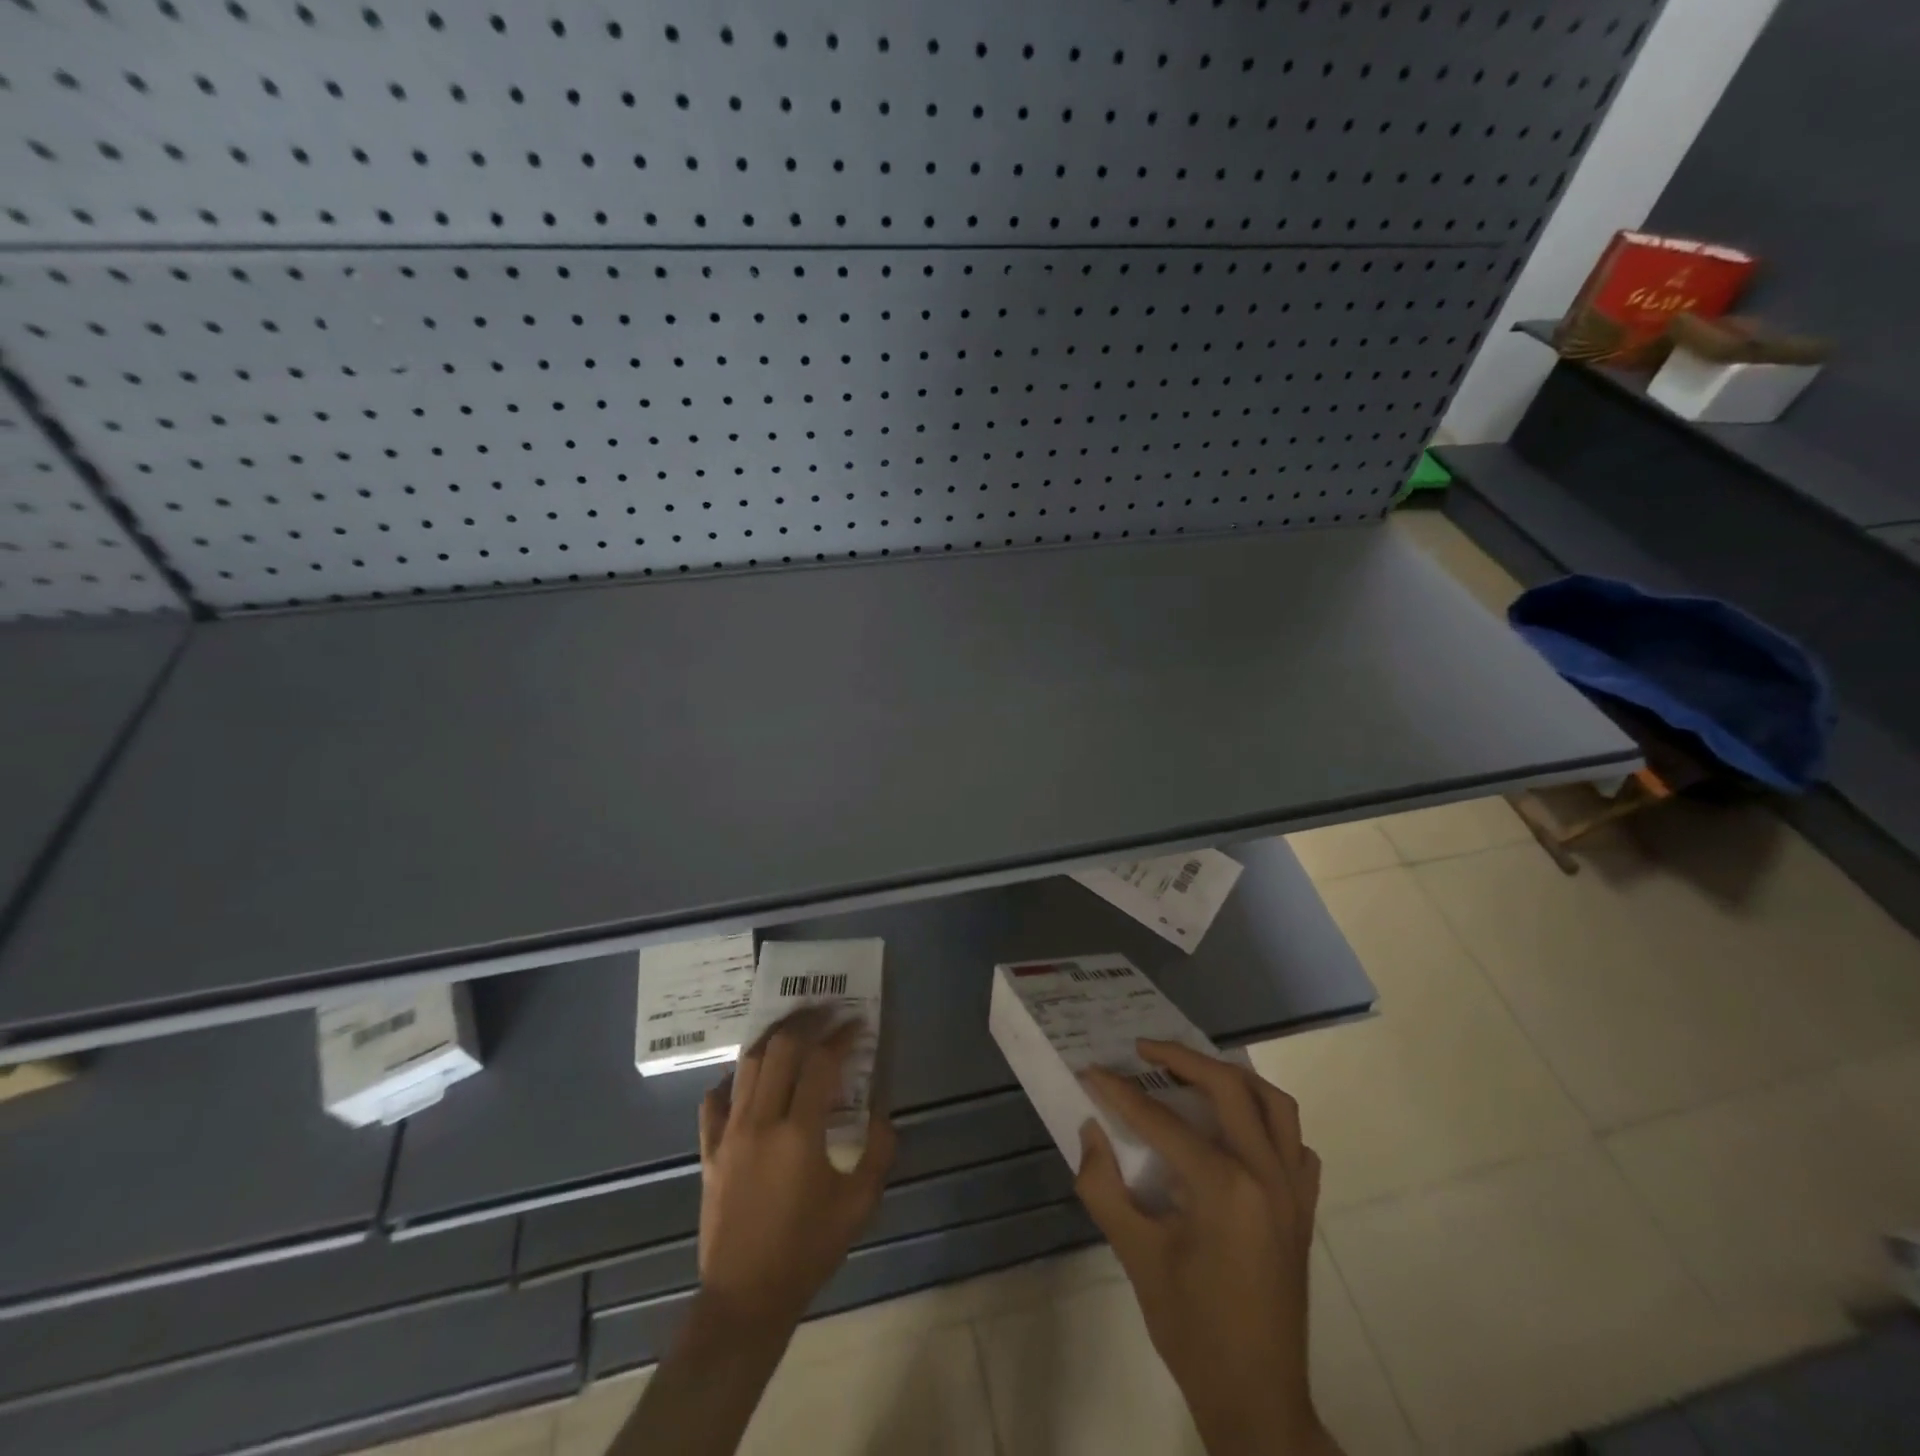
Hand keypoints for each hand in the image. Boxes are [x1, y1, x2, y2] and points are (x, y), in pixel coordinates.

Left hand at [695, 1012, 896, 1336]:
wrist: (746, 1299)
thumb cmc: (808, 1251)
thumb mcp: (859, 1205)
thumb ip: (879, 1151)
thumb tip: (882, 1112)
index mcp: (799, 1134)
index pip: (821, 1063)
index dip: (842, 1037)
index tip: (858, 1024)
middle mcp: (761, 1122)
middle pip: (780, 1050)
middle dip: (806, 1022)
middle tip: (826, 1011)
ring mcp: (729, 1134)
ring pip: (747, 1065)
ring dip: (772, 1038)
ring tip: (792, 1026)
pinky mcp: (710, 1151)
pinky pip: (714, 1102)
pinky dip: (732, 1080)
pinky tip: (747, 1077)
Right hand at [1077, 1041, 1336, 1455]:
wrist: (1256, 1399)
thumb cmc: (1191, 1329)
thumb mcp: (1135, 1256)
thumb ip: (1103, 1186)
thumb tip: (1090, 1130)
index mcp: (1224, 1187)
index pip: (1162, 1120)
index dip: (1121, 1093)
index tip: (1093, 1071)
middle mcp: (1266, 1174)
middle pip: (1228, 1087)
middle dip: (1182, 1058)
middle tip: (1144, 1050)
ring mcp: (1293, 1190)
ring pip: (1274, 1103)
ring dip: (1232, 1078)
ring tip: (1193, 1072)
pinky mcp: (1304, 1207)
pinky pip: (1295, 1143)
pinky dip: (1268, 1121)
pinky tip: (1239, 1129)